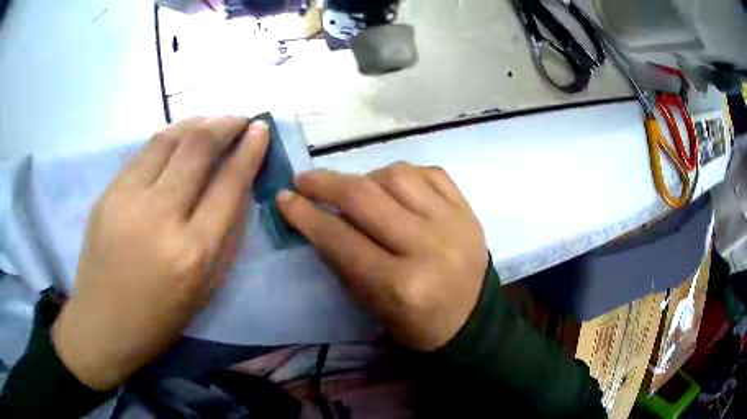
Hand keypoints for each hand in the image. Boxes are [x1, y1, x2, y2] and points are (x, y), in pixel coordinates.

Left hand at [52, 117, 268, 389]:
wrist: (101, 325)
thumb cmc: (158, 320)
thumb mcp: (205, 290)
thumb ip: (225, 239)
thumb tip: (237, 190)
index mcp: (193, 252)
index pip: (229, 184)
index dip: (249, 150)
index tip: (261, 129)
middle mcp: (161, 217)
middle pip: (198, 147)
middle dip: (226, 123)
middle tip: (240, 117)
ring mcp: (127, 200)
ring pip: (168, 139)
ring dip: (196, 121)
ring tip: (212, 119)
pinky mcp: (107, 194)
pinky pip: (143, 153)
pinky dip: (168, 137)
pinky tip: (177, 137)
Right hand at [277, 162, 487, 350]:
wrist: (472, 320)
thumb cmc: (416, 323)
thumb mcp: (370, 304)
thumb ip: (341, 259)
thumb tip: (315, 215)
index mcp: (399, 284)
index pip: (340, 238)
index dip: (305, 215)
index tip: (285, 197)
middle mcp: (427, 247)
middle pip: (365, 198)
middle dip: (326, 183)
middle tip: (306, 180)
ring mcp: (453, 223)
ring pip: (397, 175)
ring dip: (367, 177)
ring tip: (358, 189)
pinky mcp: (468, 210)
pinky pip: (430, 172)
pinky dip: (404, 175)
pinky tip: (394, 187)